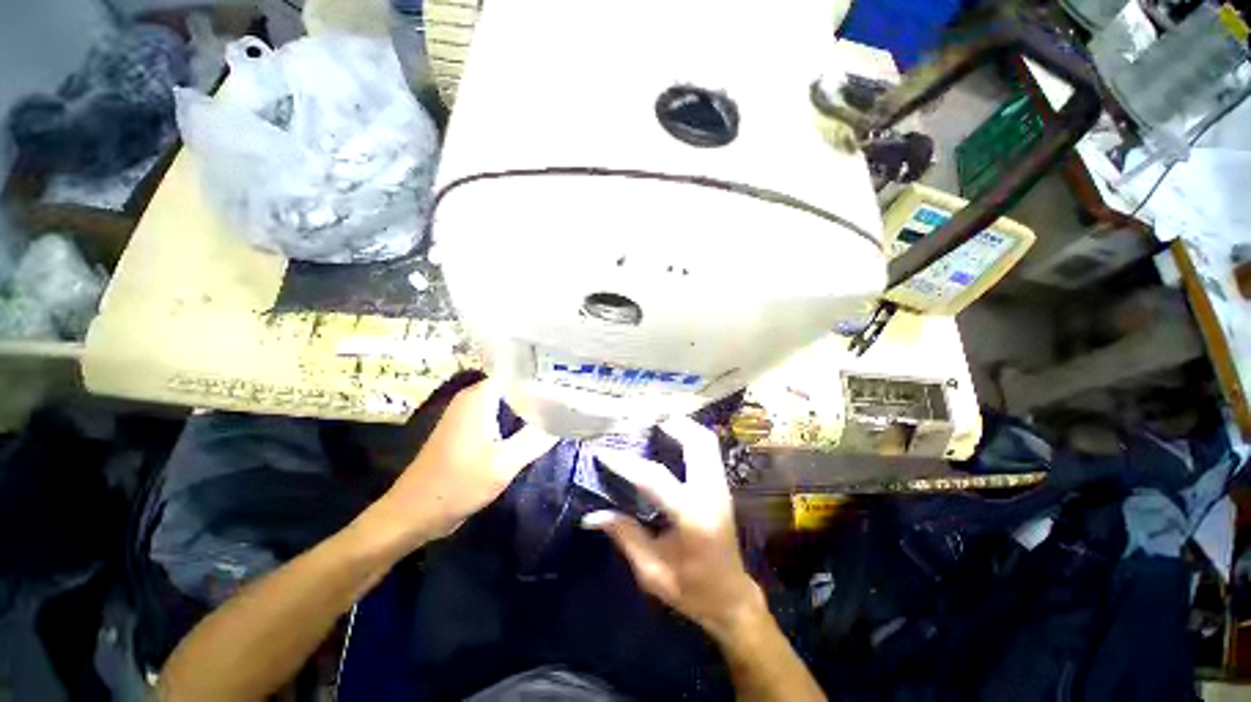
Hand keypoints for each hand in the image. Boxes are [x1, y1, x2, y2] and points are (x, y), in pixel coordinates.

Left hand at [361, 379, 557, 551]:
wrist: (414, 514)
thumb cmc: (456, 485)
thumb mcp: (503, 464)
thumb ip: (537, 438)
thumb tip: (568, 417)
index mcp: (480, 396)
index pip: (520, 370)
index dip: (546, 372)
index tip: (571, 377)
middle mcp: (475, 397)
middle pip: (518, 383)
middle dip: (544, 388)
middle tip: (574, 392)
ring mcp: (473, 412)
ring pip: (512, 399)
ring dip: (535, 404)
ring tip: (566, 404)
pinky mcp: (473, 428)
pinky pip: (504, 414)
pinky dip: (523, 417)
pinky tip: (544, 423)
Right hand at [582, 417, 763, 639]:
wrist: (731, 598)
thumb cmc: (691, 590)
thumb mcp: (652, 572)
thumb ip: (625, 536)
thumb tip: (592, 516)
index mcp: (692, 518)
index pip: (655, 479)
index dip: (626, 464)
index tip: (604, 452)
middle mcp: (711, 495)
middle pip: (697, 444)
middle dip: (672, 425)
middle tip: (645, 416)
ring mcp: (721, 488)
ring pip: (707, 442)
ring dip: (684, 426)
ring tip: (659, 419)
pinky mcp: (722, 487)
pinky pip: (709, 450)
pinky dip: (692, 436)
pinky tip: (675, 434)